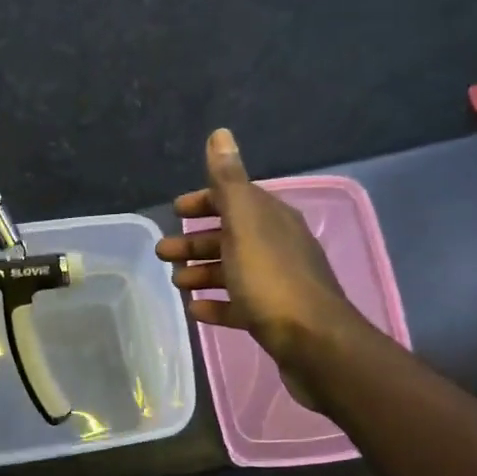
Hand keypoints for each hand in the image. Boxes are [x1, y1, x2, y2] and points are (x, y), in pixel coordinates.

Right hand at [155, 129, 357, 360]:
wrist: (313, 342)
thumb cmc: (271, 279)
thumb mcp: (245, 223)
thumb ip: (228, 181)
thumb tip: (220, 133)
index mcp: (271, 219)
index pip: (235, 199)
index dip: (204, 201)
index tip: (175, 211)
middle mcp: (276, 246)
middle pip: (229, 236)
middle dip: (195, 241)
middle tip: (162, 253)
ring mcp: (276, 283)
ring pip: (232, 271)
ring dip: (202, 272)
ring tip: (175, 282)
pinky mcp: (273, 317)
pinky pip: (238, 305)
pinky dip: (216, 304)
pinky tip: (196, 310)